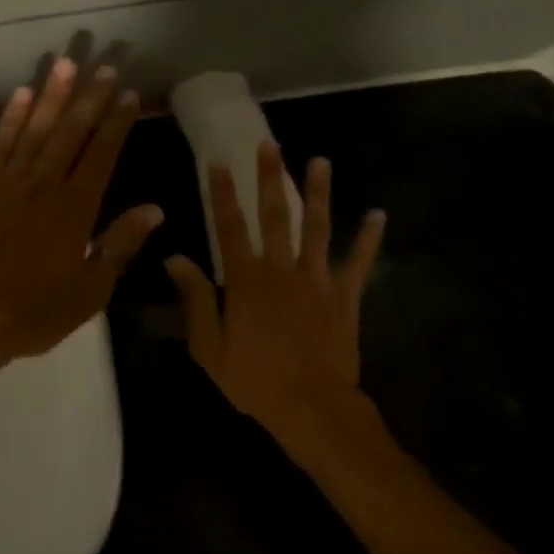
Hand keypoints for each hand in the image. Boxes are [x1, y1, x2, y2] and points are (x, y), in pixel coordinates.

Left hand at [0, 59, 163, 376]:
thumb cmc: (31, 312)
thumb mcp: (88, 292)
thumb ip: (119, 246)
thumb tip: (154, 209)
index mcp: (73, 210)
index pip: (101, 155)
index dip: (117, 123)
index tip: (130, 94)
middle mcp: (42, 185)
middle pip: (71, 132)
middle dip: (90, 98)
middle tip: (106, 67)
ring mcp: (6, 182)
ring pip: (34, 128)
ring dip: (52, 95)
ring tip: (67, 63)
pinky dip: (10, 117)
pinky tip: (21, 94)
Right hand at [167, 142, 384, 445]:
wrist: (313, 408)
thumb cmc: (254, 379)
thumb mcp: (209, 346)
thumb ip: (194, 299)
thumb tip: (175, 258)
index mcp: (245, 280)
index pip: (229, 227)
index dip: (222, 194)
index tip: (217, 163)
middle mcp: (281, 270)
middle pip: (274, 216)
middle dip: (270, 178)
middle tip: (270, 145)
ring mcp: (317, 280)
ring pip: (317, 228)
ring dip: (318, 193)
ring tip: (321, 161)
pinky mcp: (344, 297)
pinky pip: (358, 263)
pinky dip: (368, 239)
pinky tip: (378, 214)